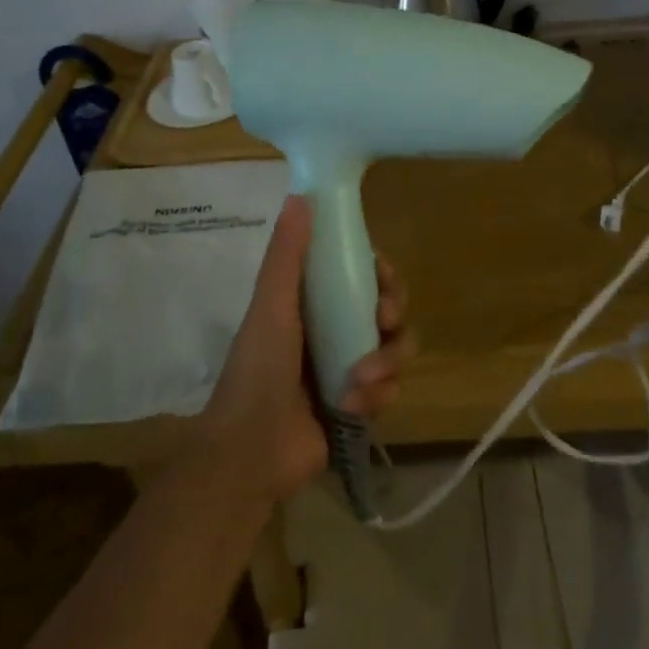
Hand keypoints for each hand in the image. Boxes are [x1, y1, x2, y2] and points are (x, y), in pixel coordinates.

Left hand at [193, 197, 415, 503]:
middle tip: (384, 319)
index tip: (381, 275)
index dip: (380, 272)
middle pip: (389, 307)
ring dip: (387, 361)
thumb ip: (287, 254)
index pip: (361, 274)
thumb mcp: (271, 305)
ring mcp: (351, 368)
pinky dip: (379, 395)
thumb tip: (300, 195)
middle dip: (393, 312)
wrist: (251, 453)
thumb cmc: (258, 370)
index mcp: (314, 303)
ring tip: (360, 382)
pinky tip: (353, 407)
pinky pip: (392, 388)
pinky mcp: (361, 405)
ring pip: (397, 348)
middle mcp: (336, 329)